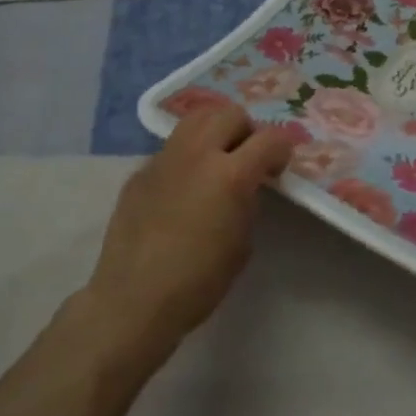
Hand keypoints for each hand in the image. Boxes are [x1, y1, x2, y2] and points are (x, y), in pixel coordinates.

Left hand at [85, 103, 292, 355]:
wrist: (132, 302)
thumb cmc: (199, 281)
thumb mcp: (243, 242)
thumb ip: (248, 202)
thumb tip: (247, 186)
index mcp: (230, 175)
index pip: (270, 139)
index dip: (282, 150)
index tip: (278, 168)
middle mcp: (197, 155)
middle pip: (230, 114)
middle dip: (247, 131)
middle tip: (248, 159)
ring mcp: (164, 160)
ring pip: (197, 119)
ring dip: (216, 131)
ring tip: (218, 159)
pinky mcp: (139, 173)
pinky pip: (171, 148)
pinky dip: (187, 156)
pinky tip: (184, 188)